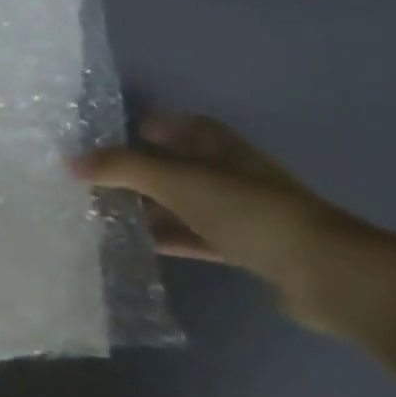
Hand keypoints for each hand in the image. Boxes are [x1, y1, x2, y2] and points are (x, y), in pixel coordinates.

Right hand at [72, 112, 388, 331]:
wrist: (325, 272)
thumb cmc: (248, 211)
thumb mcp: (177, 181)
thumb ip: (122, 168)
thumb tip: (70, 161)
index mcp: (216, 144)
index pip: (169, 124)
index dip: (136, 127)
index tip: (97, 138)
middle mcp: (226, 170)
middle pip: (170, 163)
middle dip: (132, 170)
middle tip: (87, 179)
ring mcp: (235, 210)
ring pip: (178, 201)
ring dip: (145, 206)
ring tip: (99, 211)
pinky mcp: (241, 246)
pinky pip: (190, 234)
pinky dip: (164, 236)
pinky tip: (133, 243)